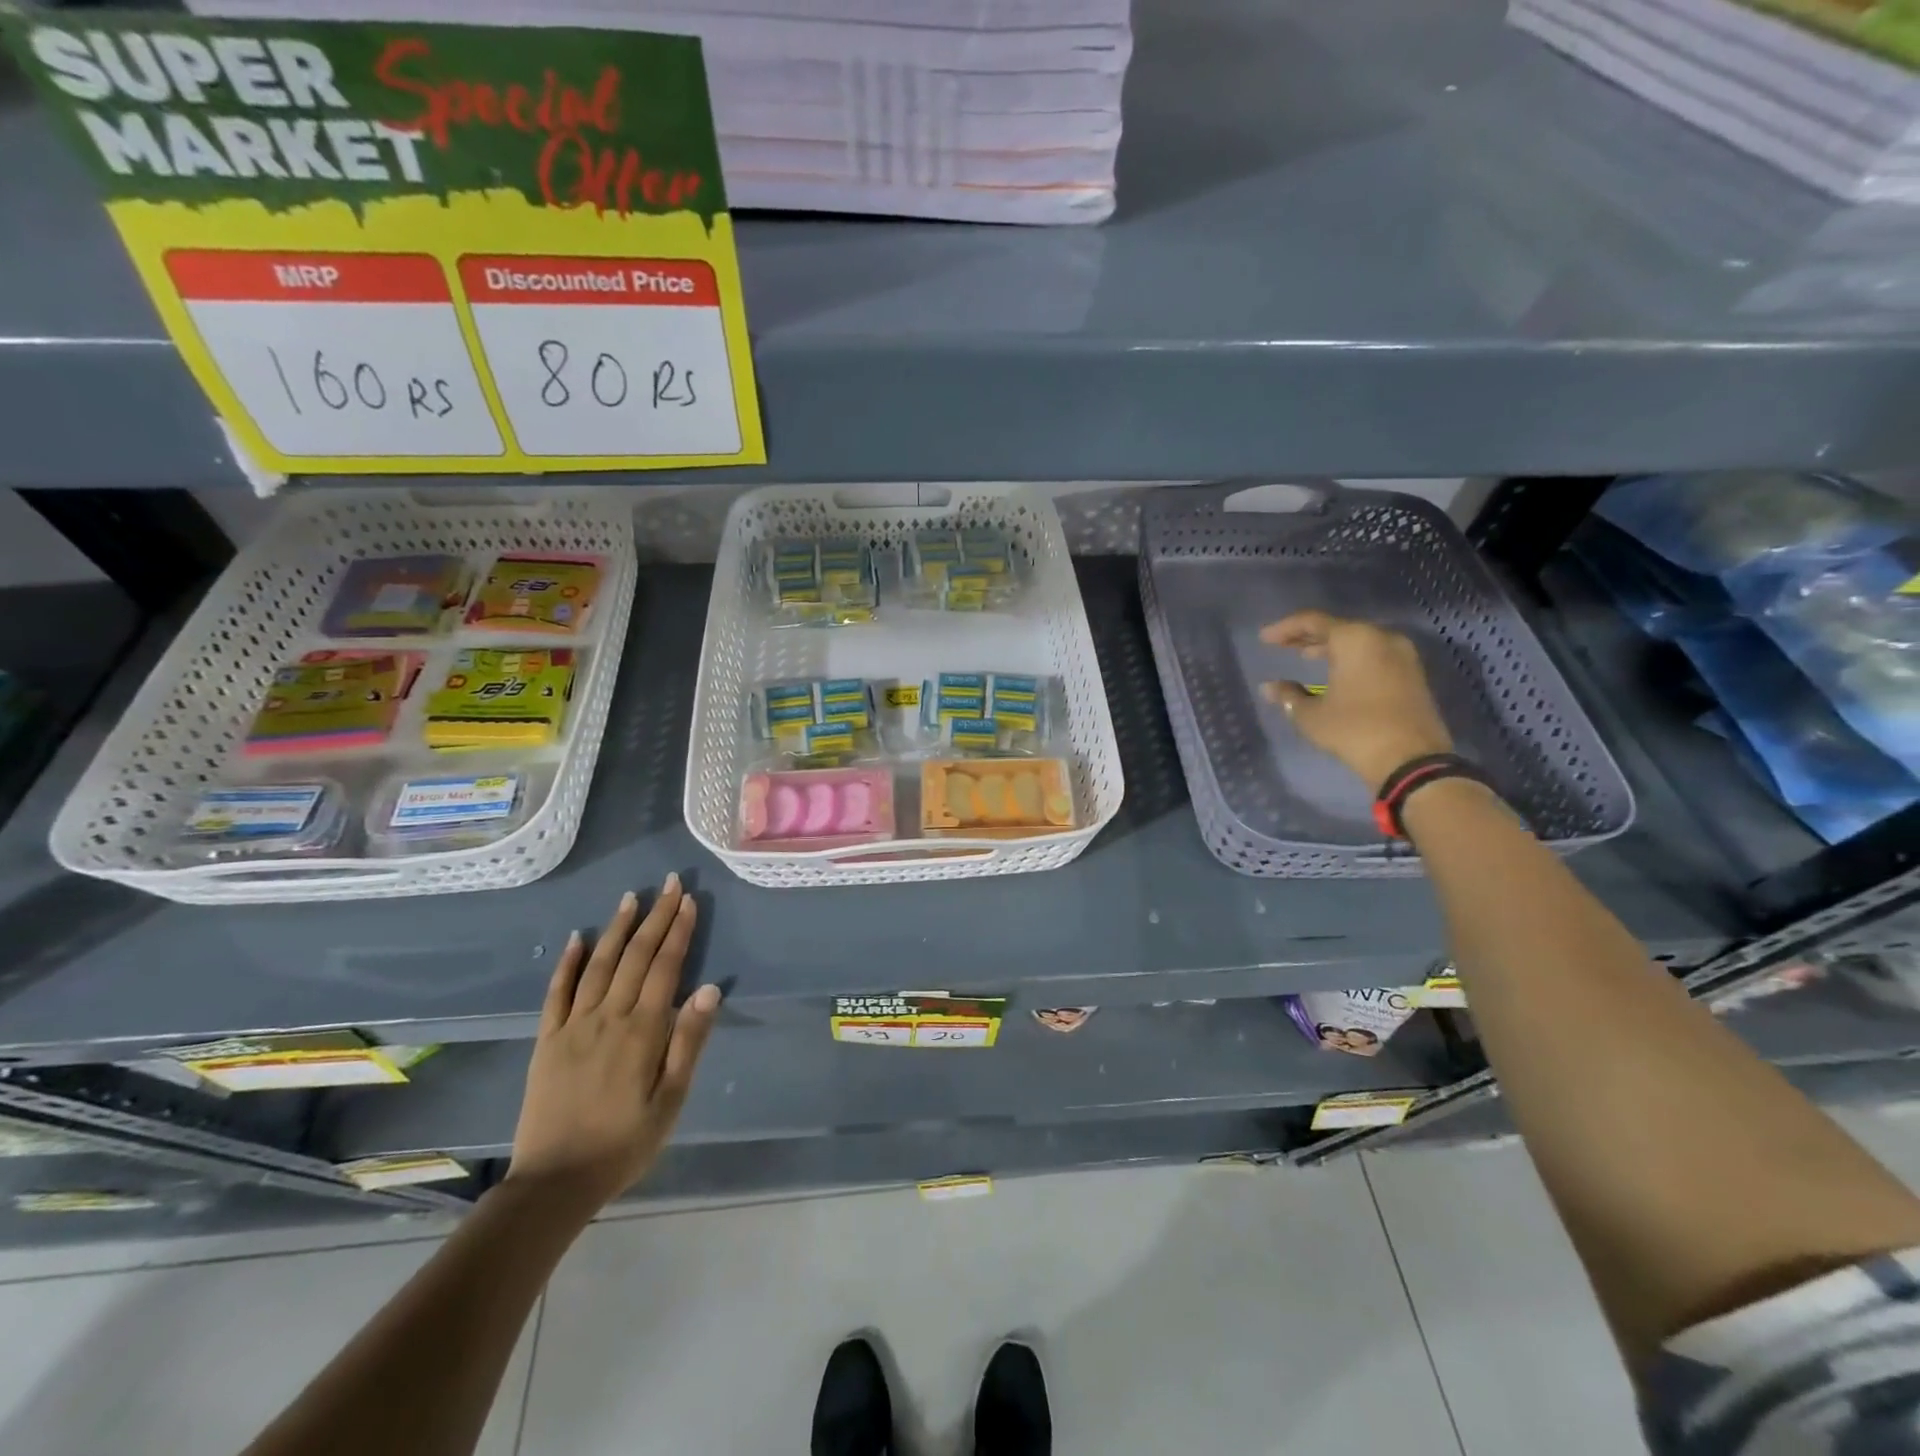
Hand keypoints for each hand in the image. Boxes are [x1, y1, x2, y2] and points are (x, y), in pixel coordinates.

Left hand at [507, 875, 719, 1213]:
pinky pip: (556, 992)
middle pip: (636, 956)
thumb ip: (689, 1041)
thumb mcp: (671, 1099)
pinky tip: (577, 938)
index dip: (678, 931)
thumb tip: (709, 989)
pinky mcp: (546, 1040)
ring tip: (631, 898)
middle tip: (669, 883)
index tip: (688, 900)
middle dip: (655, 916)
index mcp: (643, 1031)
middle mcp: (608, 1017)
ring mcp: (573, 1026)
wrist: (555, 1183)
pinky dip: (567, 962)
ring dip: (617, 928)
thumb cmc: (625, 1143)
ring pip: (598, 964)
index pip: (665, 967)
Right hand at [1260, 611, 1452, 789]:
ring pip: (1358, 642)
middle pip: (1338, 628)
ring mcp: (1402, 656)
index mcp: (1354, 639)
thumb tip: (1269, 688)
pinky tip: (1336, 674)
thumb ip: (1288, 695)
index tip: (1264, 639)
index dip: (1285, 629)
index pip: (1312, 621)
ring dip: (1330, 648)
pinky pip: (1374, 656)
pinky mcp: (1413, 675)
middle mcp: (1382, 638)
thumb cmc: (1353, 729)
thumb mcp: (1311, 715)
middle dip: (1308, 637)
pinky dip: (1351, 659)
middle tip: (1283, 646)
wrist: (1411, 759)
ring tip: (1306, 657)